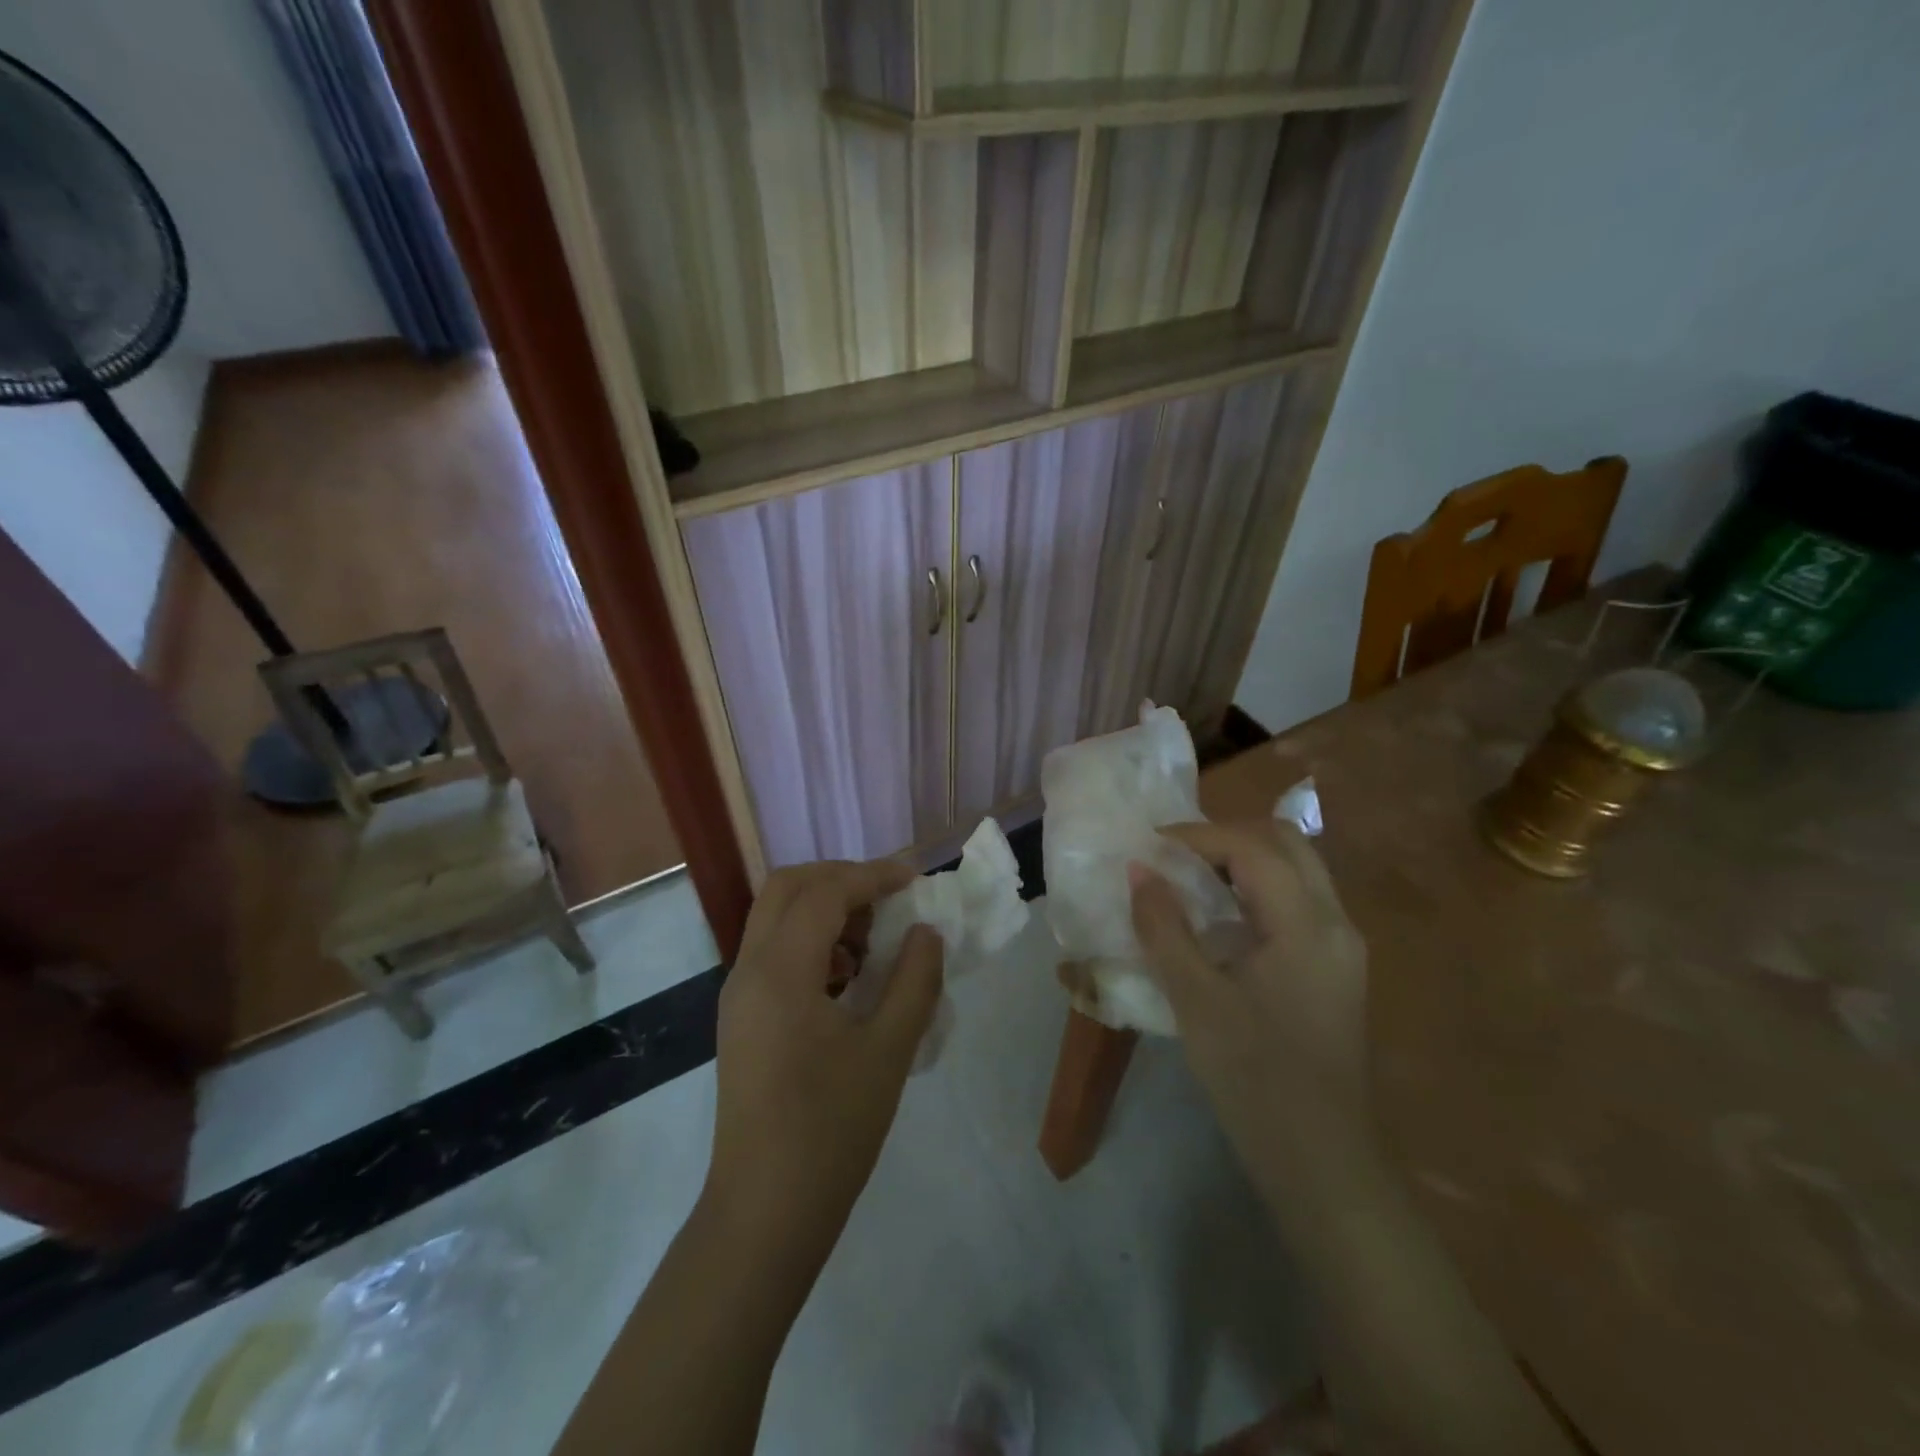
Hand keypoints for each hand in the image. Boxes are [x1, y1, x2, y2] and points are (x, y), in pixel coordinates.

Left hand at [705, 860, 943, 1264]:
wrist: (764, 1214)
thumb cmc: (830, 1131)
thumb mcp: (888, 1051)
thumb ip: (914, 981)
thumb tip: (926, 933)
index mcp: (780, 972)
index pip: (825, 893)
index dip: (873, 876)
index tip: (916, 880)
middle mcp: (749, 970)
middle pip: (786, 888)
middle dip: (840, 879)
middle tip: (888, 897)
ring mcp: (738, 995)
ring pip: (775, 917)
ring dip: (824, 909)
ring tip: (874, 940)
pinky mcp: (741, 1018)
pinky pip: (773, 952)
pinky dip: (811, 941)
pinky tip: (848, 978)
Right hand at [1129, 820, 1370, 1168]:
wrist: (1321, 1161)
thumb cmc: (1254, 1078)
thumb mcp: (1196, 999)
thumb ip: (1164, 928)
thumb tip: (1139, 871)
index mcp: (1308, 924)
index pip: (1253, 847)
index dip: (1197, 836)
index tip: (1150, 845)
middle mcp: (1336, 922)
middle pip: (1286, 843)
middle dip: (1226, 836)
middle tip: (1175, 854)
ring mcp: (1342, 946)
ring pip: (1296, 870)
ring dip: (1243, 859)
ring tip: (1190, 877)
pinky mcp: (1336, 969)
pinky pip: (1298, 901)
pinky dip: (1257, 889)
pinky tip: (1221, 917)